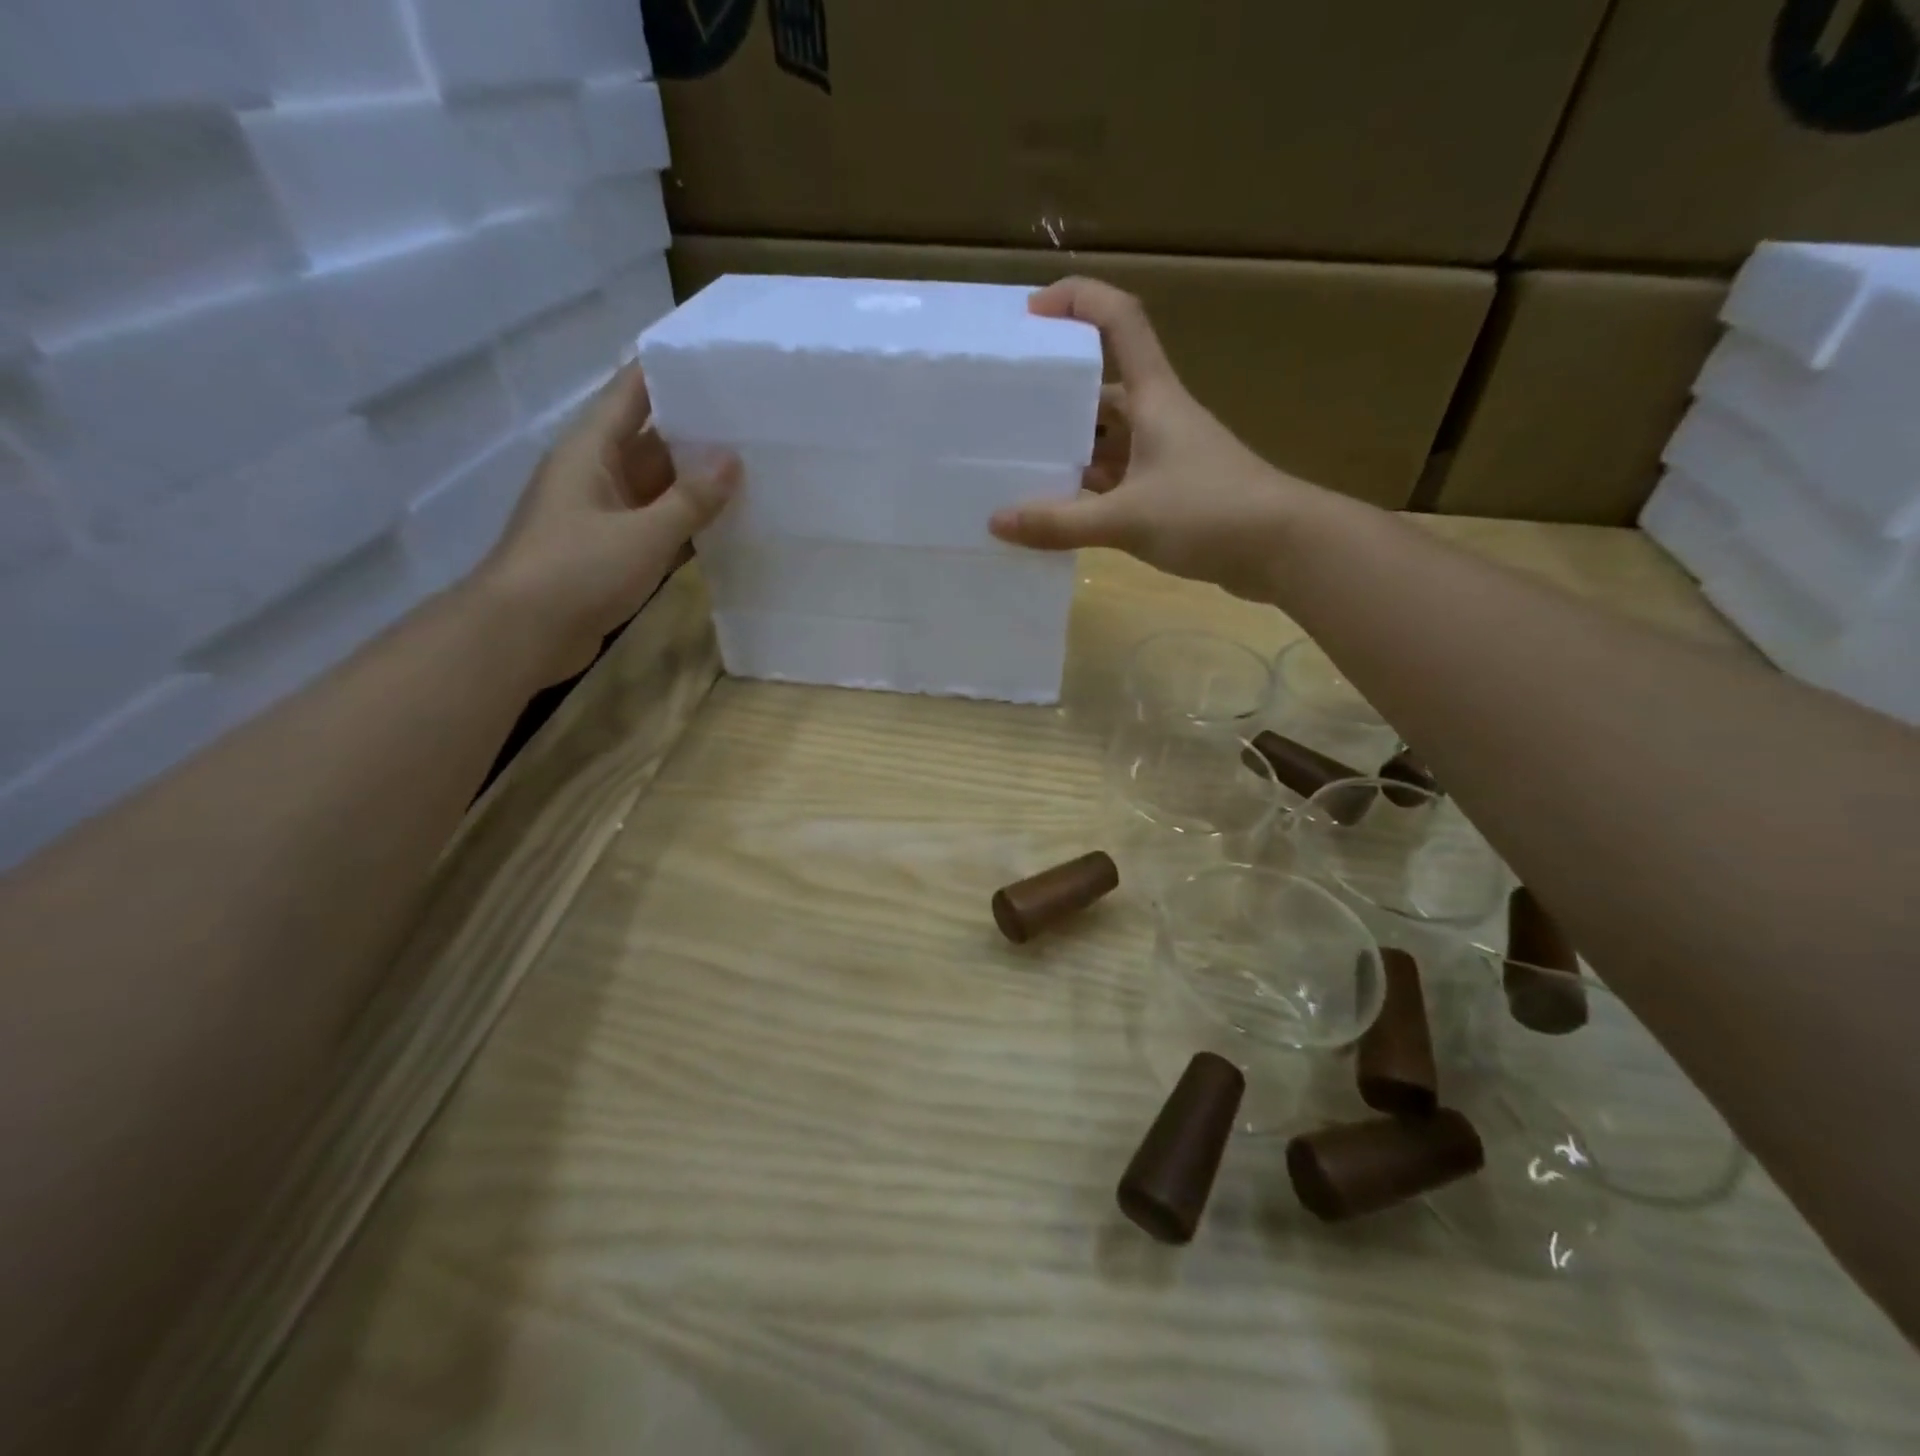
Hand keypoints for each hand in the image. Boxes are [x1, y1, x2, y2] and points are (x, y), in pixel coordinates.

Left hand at [474, 364, 739, 685]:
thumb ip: (691, 499)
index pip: (633, 392)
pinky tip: (727, 525)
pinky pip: (658, 525)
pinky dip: (687, 524)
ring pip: (659, 487)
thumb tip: (733, 459)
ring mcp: (605, 514)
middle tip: (756, 424)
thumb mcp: (643, 533)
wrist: (523, 634)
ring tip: (754, 470)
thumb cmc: (578, 570)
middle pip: (653, 440)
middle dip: (699, 432)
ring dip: (698, 483)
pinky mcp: (613, 551)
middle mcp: (597, 473)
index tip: (719, 362)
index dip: (671, 372)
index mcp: (591, 450)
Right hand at [988, 278, 1317, 600]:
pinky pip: (1119, 482)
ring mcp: (1167, 456)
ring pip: (1108, 442)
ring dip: (1070, 453)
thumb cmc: (1209, 512)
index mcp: (1154, 397)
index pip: (1119, 321)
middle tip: (1004, 418)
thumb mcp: (1127, 518)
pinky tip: (1058, 514)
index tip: (1031, 315)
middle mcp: (1159, 417)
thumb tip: (997, 522)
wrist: (1285, 549)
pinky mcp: (1173, 493)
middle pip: (1101, 390)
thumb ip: (1060, 523)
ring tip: (1018, 470)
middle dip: (1055, 399)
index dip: (1078, 301)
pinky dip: (1089, 494)